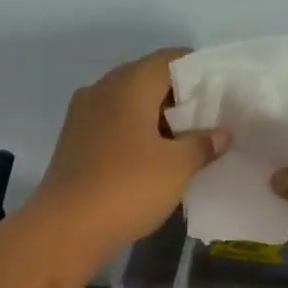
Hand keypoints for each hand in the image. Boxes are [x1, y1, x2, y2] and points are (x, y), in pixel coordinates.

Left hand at [33, 49, 228, 251]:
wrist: (65, 228)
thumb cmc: (127, 187)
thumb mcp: (177, 167)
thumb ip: (203, 144)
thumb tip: (221, 133)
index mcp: (129, 84)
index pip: (169, 59)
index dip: (198, 70)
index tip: (221, 91)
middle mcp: (102, 89)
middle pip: (147, 78)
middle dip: (178, 96)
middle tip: (208, 118)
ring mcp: (83, 114)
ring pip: (128, 102)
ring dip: (156, 116)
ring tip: (185, 140)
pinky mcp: (74, 140)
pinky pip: (112, 123)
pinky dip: (135, 132)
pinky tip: (153, 156)